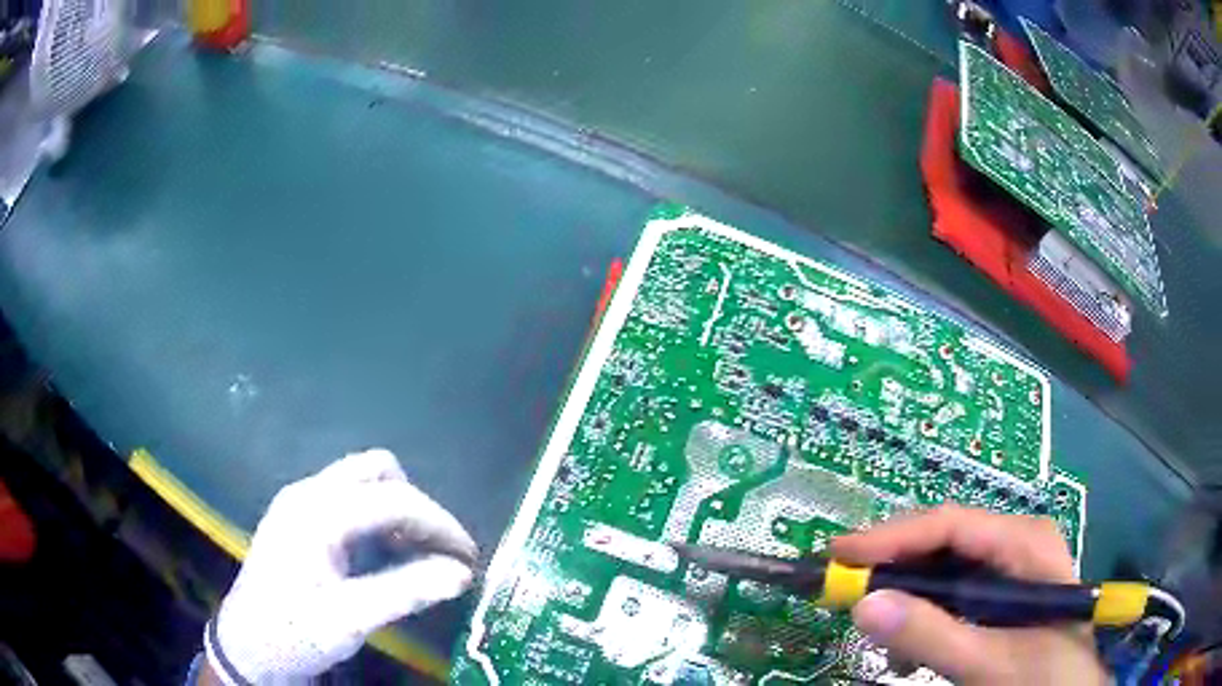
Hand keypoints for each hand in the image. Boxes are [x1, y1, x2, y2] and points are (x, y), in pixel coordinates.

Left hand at [204, 449, 477, 683]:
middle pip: (378, 472)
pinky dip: (379, 520)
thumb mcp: (349, 620)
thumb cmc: (293, 632)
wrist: (247, 646)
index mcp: (317, 512)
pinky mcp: (299, 518)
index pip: (394, 498)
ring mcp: (300, 503)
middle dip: (417, 508)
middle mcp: (308, 493)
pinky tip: (385, 556)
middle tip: (438, 552)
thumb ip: (405, 592)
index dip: (440, 524)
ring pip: (364, 482)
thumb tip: (461, 573)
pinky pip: (350, 501)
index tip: (469, 558)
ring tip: (417, 557)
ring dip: (398, 512)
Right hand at [831, 505, 1107, 684]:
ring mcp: (1010, 566)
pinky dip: (925, 618)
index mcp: (1024, 543)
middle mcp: (1016, 542)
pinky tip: (915, 651)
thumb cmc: (1044, 675)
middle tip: (845, 592)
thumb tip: (862, 604)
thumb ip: (931, 636)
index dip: (891, 537)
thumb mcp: (989, 662)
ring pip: (943, 569)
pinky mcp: (1002, 591)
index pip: (949, 524)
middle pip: (943, 542)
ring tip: (884, 637)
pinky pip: (953, 592)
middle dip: (894, 570)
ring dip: (908, 600)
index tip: (838, 556)